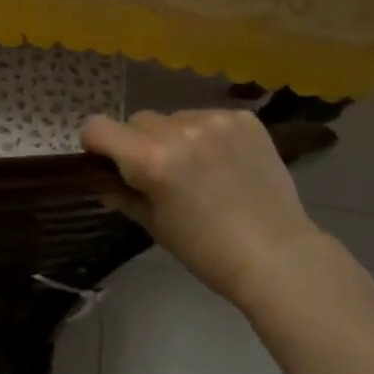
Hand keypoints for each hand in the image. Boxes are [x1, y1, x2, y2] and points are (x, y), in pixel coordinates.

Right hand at [81, 109, 322, 310]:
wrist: (277, 255)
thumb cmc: (208, 251)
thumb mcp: (156, 226)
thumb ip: (125, 196)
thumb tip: (106, 184)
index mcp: (150, 159)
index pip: (98, 127)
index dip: (96, 145)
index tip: (109, 162)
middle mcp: (179, 130)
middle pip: (139, 121)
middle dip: (141, 144)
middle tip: (162, 174)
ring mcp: (215, 120)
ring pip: (176, 117)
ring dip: (177, 137)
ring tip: (202, 170)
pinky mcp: (245, 119)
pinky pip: (211, 118)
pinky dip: (210, 136)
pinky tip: (228, 163)